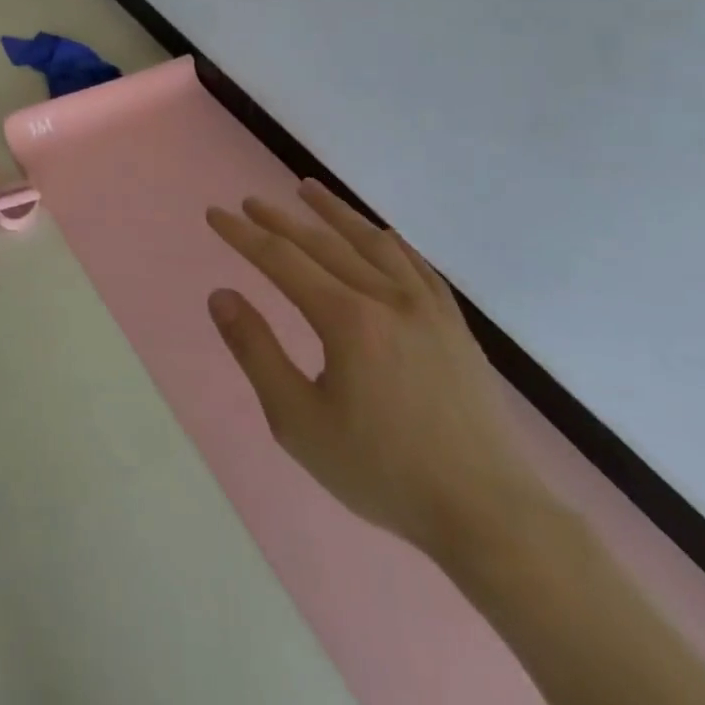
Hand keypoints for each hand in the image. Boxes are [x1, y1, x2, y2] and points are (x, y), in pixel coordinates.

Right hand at [205, 179, 552, 560]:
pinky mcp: (455, 326)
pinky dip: (388, 241)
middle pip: (322, 243)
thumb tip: (221, 296)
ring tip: (308, 189)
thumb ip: (256, 352)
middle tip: (250, 202)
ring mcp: (427, 308)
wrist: (489, 515)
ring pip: (372, 242)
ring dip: (335, 212)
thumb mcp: (299, 422)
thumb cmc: (384, 472)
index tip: (215, 214)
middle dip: (280, 220)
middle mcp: (387, 298)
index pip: (281, 259)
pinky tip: (378, 235)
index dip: (243, 234)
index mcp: (347, 319)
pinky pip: (416, 265)